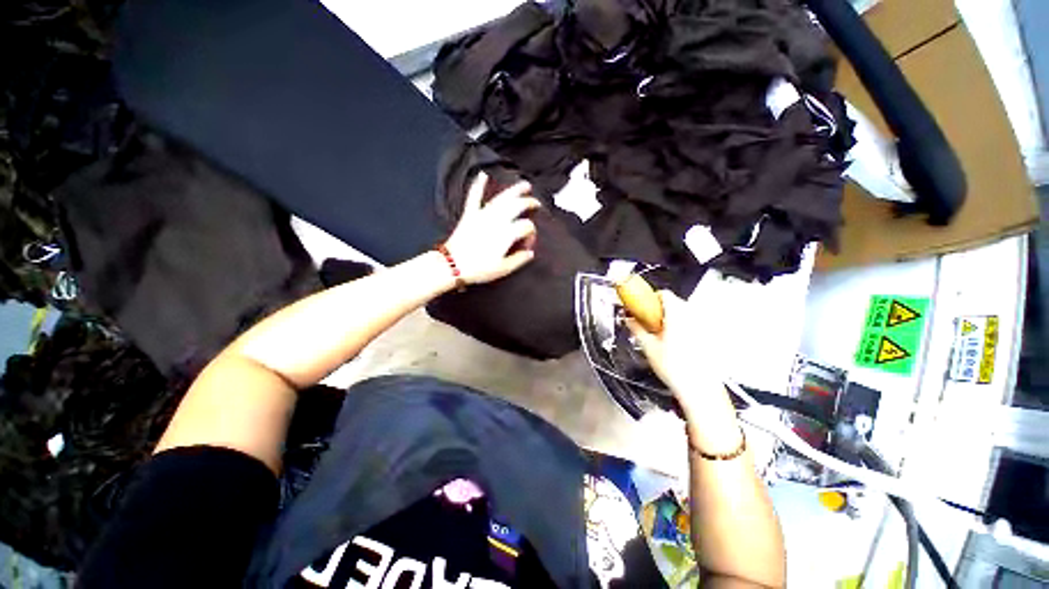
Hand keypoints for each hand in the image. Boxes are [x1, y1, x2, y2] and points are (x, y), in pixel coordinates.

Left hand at [444, 173, 540, 283]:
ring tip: (525, 185)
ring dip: (514, 190)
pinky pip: (474, 197)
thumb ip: (519, 259)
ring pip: (501, 198)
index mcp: (507, 233)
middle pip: (517, 206)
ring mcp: (483, 215)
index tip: (527, 245)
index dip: (531, 234)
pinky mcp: (470, 215)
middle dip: (529, 203)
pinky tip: (482, 174)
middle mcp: (497, 220)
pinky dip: (478, 185)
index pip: (526, 226)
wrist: (452, 265)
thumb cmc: (479, 269)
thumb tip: (530, 253)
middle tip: (536, 204)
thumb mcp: (503, 269)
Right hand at [626, 291, 739, 441]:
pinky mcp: (708, 338)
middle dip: (659, 310)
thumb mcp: (648, 347)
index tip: (643, 307)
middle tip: (648, 323)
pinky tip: (674, 344)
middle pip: (674, 302)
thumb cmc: (674, 368)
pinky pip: (691, 324)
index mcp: (678, 315)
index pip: (665, 294)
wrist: (700, 390)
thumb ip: (637, 328)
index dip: (651, 297)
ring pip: (683, 313)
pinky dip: (681, 328)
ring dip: (670, 318)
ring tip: (660, 335)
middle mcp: (693, 317)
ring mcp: (702, 327)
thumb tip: (628, 319)